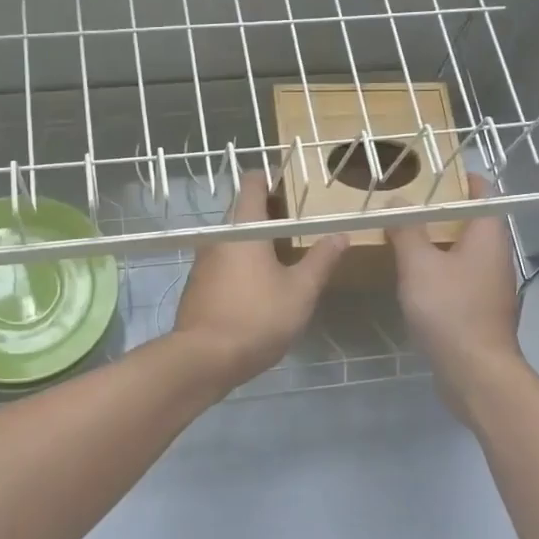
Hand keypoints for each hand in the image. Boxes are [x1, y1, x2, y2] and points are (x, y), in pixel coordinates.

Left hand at [172, 172, 345, 388]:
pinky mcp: (197, 286)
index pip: (252, 185)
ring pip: (233, 240)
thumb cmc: (257, 317)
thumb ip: (321, 260)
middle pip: (243, 213)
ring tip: (284, 256)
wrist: (204, 359)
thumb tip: (341, 234)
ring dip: (255, 242)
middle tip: (298, 226)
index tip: (292, 187)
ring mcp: (202, 263)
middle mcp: (218, 238)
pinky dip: (242, 264)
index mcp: (243, 229)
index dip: (271, 179)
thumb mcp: (300, 291)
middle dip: (269, 214)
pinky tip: (259, 285)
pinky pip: (223, 263)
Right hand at [388, 175, 523, 422]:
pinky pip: (460, 279)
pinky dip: (440, 271)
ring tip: (405, 237)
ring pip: (465, 253)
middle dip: (442, 212)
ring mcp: (491, 286)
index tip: (433, 173)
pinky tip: (415, 279)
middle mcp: (496, 257)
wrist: (475, 372)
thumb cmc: (450, 310)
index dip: (460, 180)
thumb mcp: (419, 265)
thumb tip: (397, 200)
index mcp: (488, 236)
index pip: (483, 193)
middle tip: (407, 204)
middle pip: (472, 223)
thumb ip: (407, 230)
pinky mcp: (481, 311)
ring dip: (439, 243)